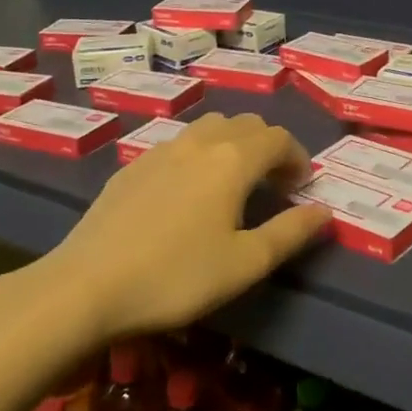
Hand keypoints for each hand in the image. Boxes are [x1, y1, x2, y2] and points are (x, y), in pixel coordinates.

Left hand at [38, 113, 331, 339]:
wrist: (86, 286)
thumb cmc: (176, 276)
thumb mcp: (245, 263)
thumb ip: (290, 233)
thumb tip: (324, 211)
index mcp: (232, 160)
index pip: (278, 138)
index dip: (297, 157)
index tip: (300, 187)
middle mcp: (199, 143)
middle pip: (245, 124)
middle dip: (268, 146)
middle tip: (273, 185)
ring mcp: (160, 151)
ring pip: (208, 129)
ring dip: (233, 145)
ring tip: (233, 183)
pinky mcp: (132, 167)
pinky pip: (178, 145)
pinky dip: (199, 155)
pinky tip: (188, 193)